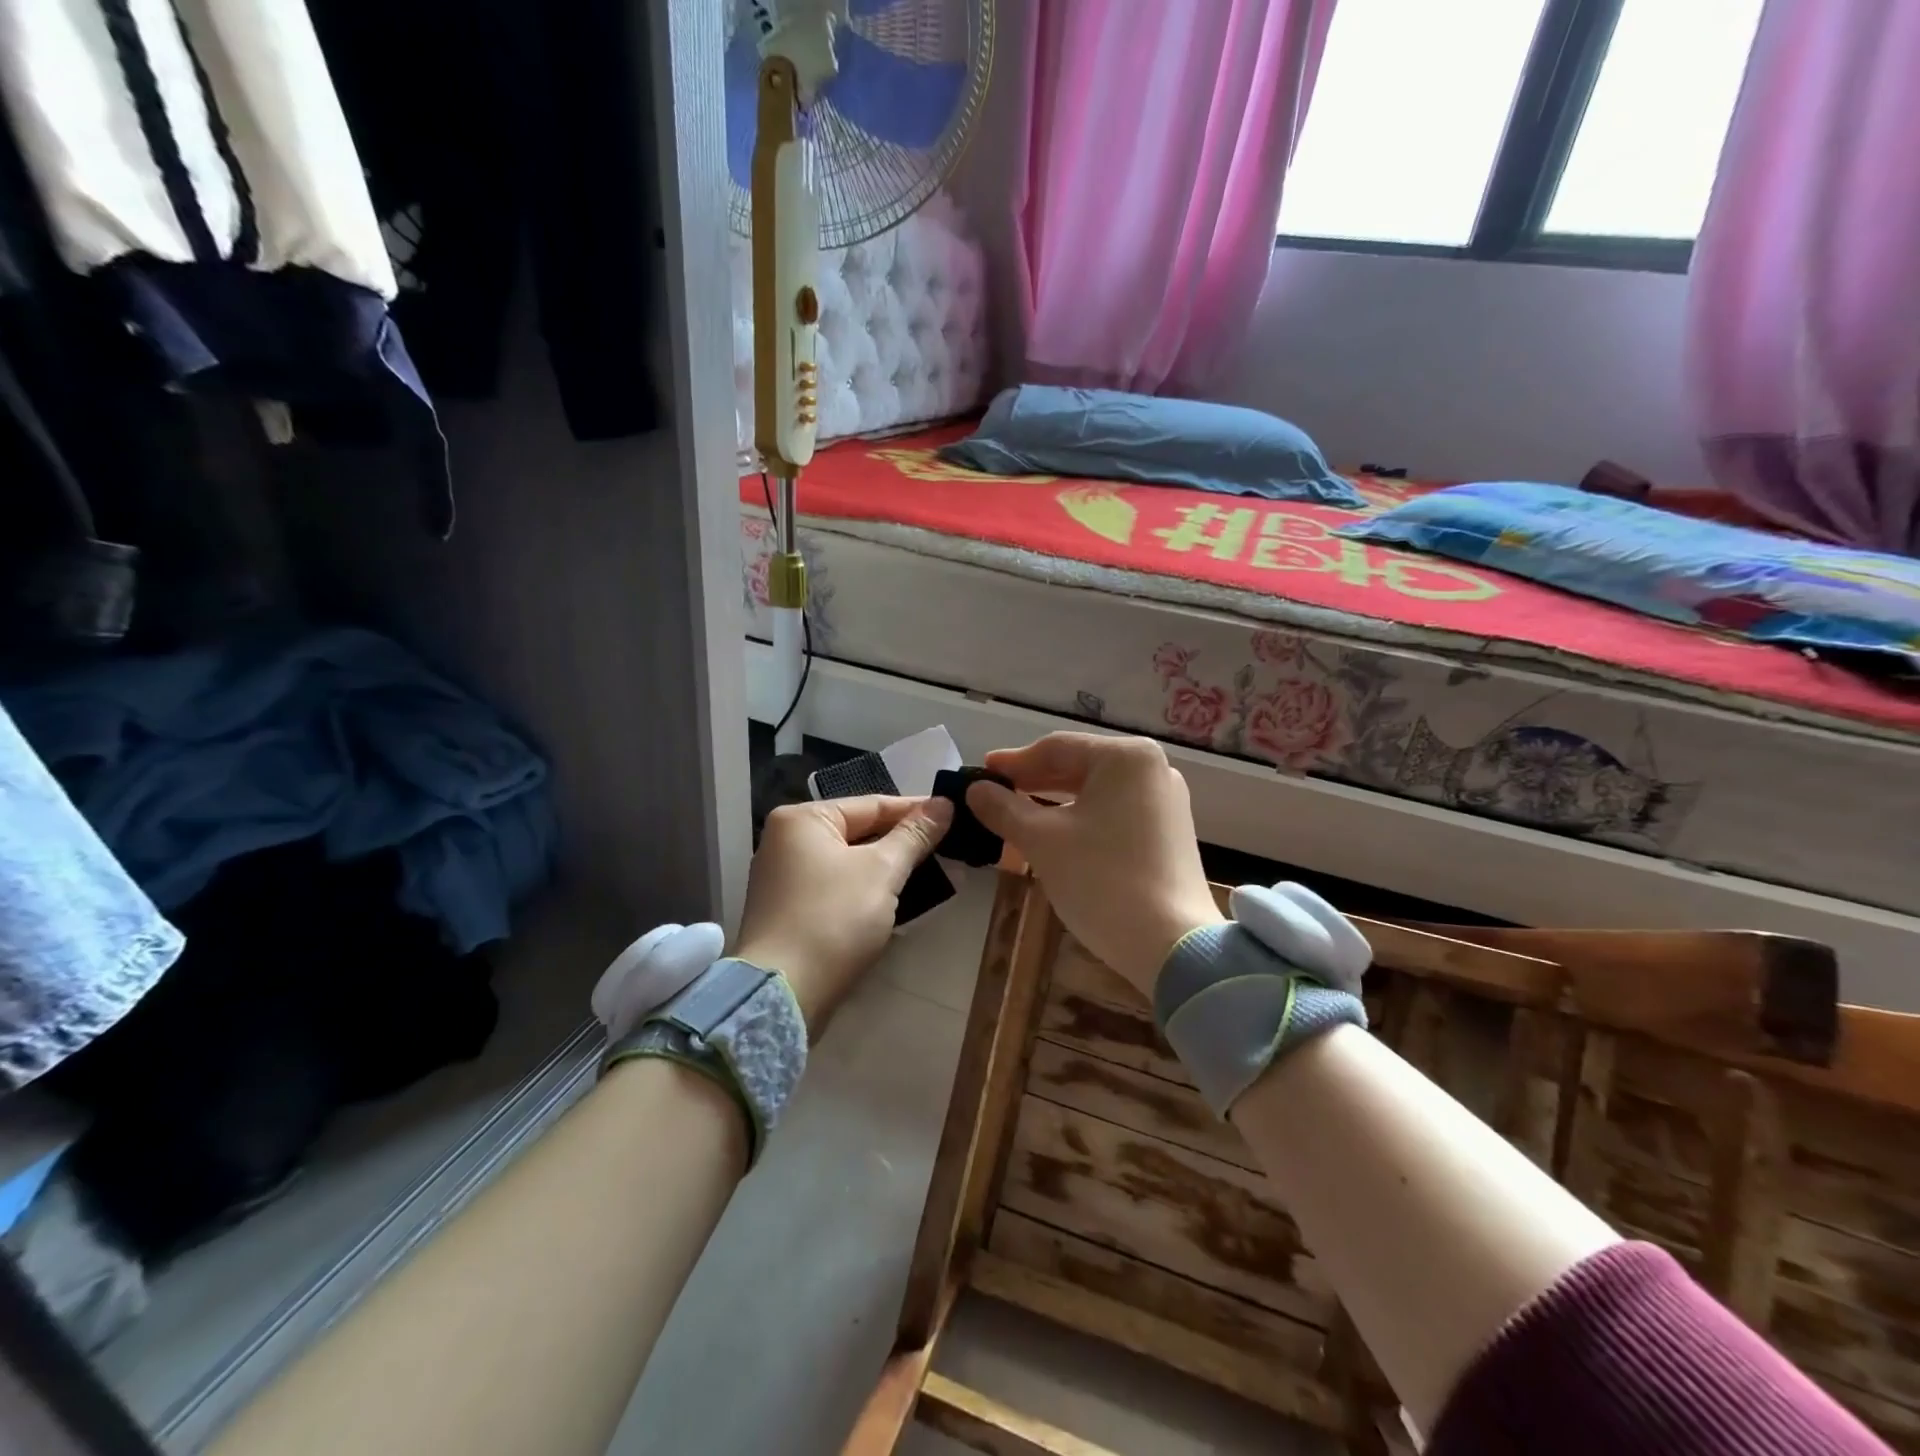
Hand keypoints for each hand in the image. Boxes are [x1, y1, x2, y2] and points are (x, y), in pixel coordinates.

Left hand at [732, 794, 952, 1031]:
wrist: (784, 994)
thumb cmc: (833, 919)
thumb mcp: (882, 871)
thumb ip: (914, 835)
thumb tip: (944, 803)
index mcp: (802, 819)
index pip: (871, 804)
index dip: (916, 810)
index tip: (955, 813)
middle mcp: (787, 841)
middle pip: (859, 831)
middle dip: (904, 841)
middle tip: (950, 844)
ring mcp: (785, 878)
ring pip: (851, 862)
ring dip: (889, 867)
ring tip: (934, 869)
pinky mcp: (791, 911)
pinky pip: (839, 886)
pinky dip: (867, 889)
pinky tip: (899, 897)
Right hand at [967, 734, 1221, 997]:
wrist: (1172, 946)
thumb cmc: (1102, 880)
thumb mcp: (1042, 841)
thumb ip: (1004, 809)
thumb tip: (974, 790)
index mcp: (1126, 757)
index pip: (1056, 748)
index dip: (1013, 762)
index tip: (980, 773)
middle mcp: (1152, 769)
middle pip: (1078, 766)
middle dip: (1033, 781)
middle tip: (993, 793)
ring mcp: (1165, 801)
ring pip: (1096, 791)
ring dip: (1054, 801)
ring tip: (1016, 814)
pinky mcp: (1168, 832)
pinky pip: (1114, 812)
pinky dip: (1081, 818)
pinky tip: (1054, 833)